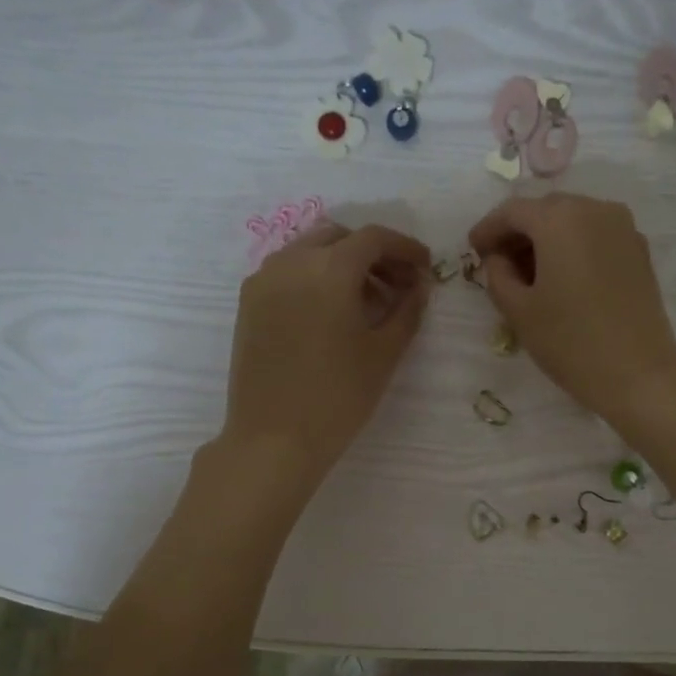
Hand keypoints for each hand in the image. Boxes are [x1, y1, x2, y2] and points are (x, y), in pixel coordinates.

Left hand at [221, 222, 430, 487]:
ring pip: (310, 251)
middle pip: (340, 237)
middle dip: (373, 254)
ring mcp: (264, 280)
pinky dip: (316, 277)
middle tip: (399, 284)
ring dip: (343, 264)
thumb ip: (407, 310)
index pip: (374, 238)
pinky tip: (332, 312)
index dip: (405, 248)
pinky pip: (288, 272)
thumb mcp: (384, 354)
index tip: (425, 267)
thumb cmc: (338, 396)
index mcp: (329, 269)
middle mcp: (291, 262)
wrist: (274, 438)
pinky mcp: (249, 303)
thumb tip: (419, 285)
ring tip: (368, 301)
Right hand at [469, 193, 675, 421]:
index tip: (474, 251)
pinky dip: (574, 247)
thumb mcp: (519, 311)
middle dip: (519, 233)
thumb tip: (497, 259)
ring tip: (530, 275)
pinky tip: (564, 278)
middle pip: (545, 211)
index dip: (488, 229)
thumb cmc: (570, 343)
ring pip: (573, 221)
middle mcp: (594, 209)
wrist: (638, 374)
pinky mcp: (639, 250)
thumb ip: (497, 275)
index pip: (512, 212)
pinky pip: (596, 235)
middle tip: (500, 264)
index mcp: (559, 219)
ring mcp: (623, 228)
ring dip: (547, 240)